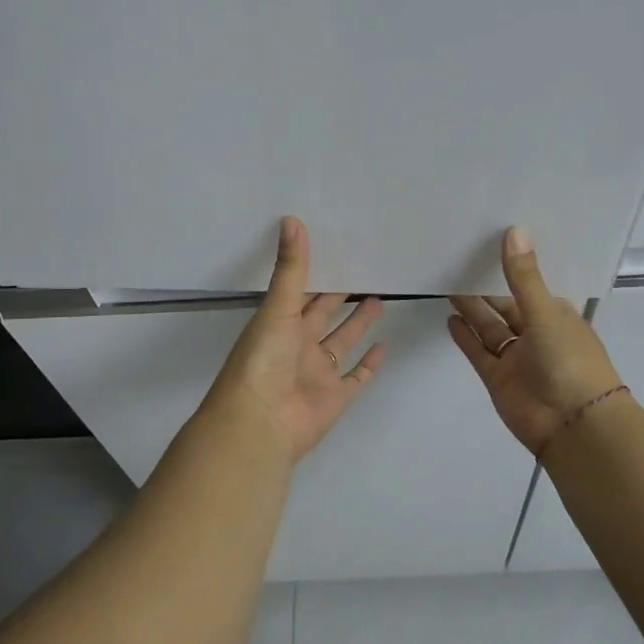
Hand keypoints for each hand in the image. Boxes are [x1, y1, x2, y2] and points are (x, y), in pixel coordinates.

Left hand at [205, 216, 385, 463]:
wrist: (259, 424)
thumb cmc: (263, 361)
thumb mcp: (277, 308)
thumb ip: (290, 268)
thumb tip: (292, 219)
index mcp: (280, 323)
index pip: (302, 291)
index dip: (318, 272)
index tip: (339, 249)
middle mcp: (299, 345)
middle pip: (324, 314)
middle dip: (341, 295)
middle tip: (366, 269)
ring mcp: (318, 372)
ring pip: (342, 342)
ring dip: (358, 323)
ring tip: (379, 298)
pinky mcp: (335, 397)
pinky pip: (355, 377)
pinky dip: (369, 364)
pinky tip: (384, 346)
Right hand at [449, 227, 623, 454]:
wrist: (573, 425)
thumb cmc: (569, 361)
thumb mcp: (546, 313)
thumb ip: (523, 277)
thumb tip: (514, 230)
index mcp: (556, 315)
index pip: (530, 285)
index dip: (511, 268)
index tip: (488, 245)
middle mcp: (536, 333)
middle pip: (505, 306)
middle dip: (485, 288)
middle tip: (458, 262)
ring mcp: (516, 357)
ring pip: (489, 328)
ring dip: (472, 309)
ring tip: (448, 284)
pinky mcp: (498, 378)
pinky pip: (479, 352)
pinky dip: (465, 337)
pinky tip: (450, 318)